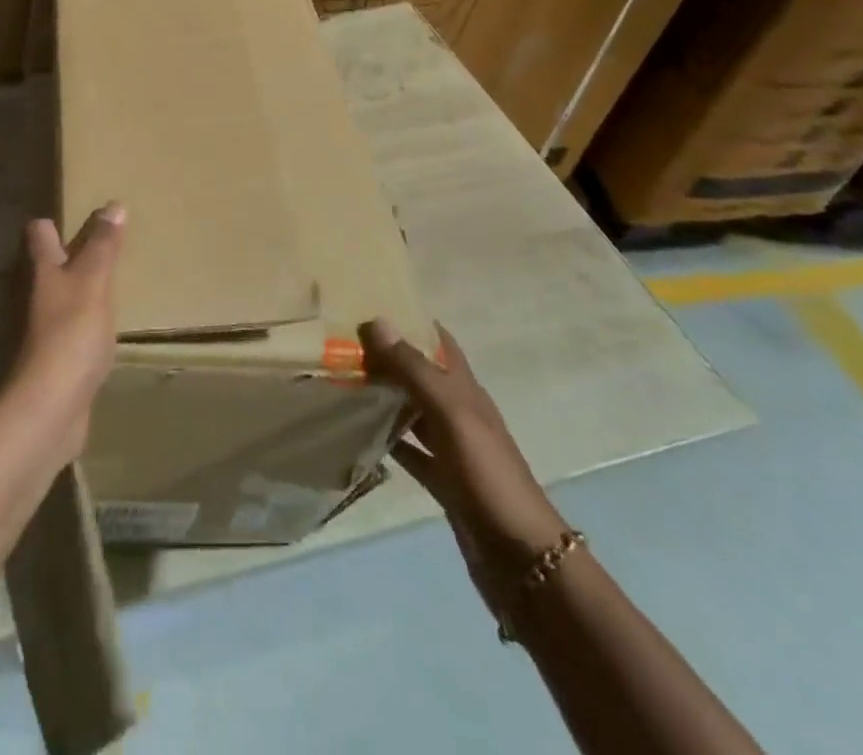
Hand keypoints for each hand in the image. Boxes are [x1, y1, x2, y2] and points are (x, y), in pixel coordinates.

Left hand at [13, 203, 123, 462]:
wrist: (51, 408)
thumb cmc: (71, 334)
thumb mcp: (93, 282)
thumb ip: (103, 246)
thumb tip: (113, 204)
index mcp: (43, 270)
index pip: (40, 233)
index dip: (53, 222)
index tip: (78, 212)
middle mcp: (37, 295)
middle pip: (48, 264)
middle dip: (68, 252)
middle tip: (102, 243)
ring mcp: (44, 329)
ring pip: (60, 297)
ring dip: (79, 288)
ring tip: (109, 281)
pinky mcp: (56, 359)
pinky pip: (71, 330)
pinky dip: (85, 323)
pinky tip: (105, 328)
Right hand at [359, 319, 569, 610]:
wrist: (522, 559)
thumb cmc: (488, 475)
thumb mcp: (451, 415)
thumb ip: (414, 370)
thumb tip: (377, 321)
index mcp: (466, 391)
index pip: (439, 342)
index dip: (411, 320)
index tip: (370, 303)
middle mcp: (458, 413)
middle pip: (420, 373)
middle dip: (388, 355)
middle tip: (340, 339)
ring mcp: (451, 448)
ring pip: (411, 409)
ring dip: (383, 393)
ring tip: (341, 377)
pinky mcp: (443, 480)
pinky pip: (408, 449)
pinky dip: (386, 437)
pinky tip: (358, 431)